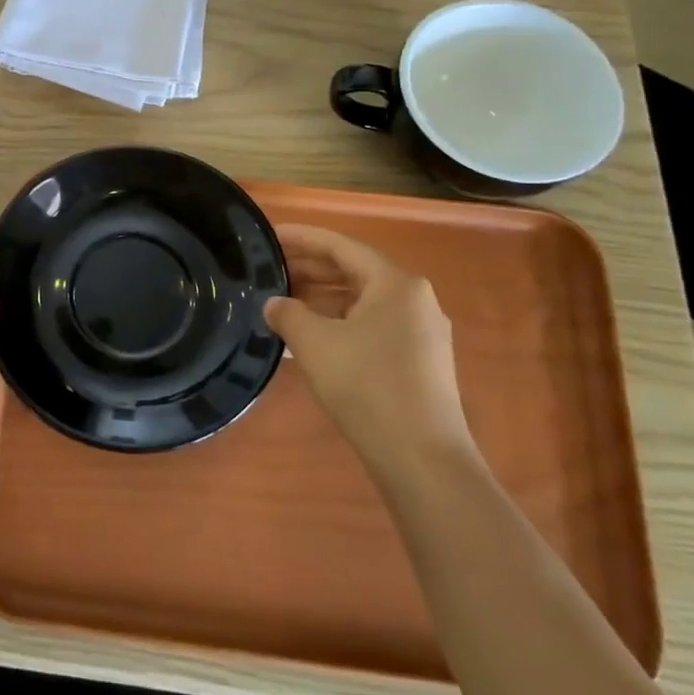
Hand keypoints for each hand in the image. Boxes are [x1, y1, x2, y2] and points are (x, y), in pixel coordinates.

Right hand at [264, 224, 472, 480]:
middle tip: (270, 270)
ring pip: (363, 301)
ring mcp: (422, 333)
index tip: (270, 236)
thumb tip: (274, 304)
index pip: (341, 246)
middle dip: (311, 269)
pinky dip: (340, 323)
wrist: (422, 458)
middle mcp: (415, 300)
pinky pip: (373, 327)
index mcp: (395, 283)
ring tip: (284, 302)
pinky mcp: (420, 362)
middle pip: (354, 271)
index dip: (302, 238)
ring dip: (323, 298)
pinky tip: (312, 337)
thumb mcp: (314, 343)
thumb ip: (288, 313)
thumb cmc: (367, 386)